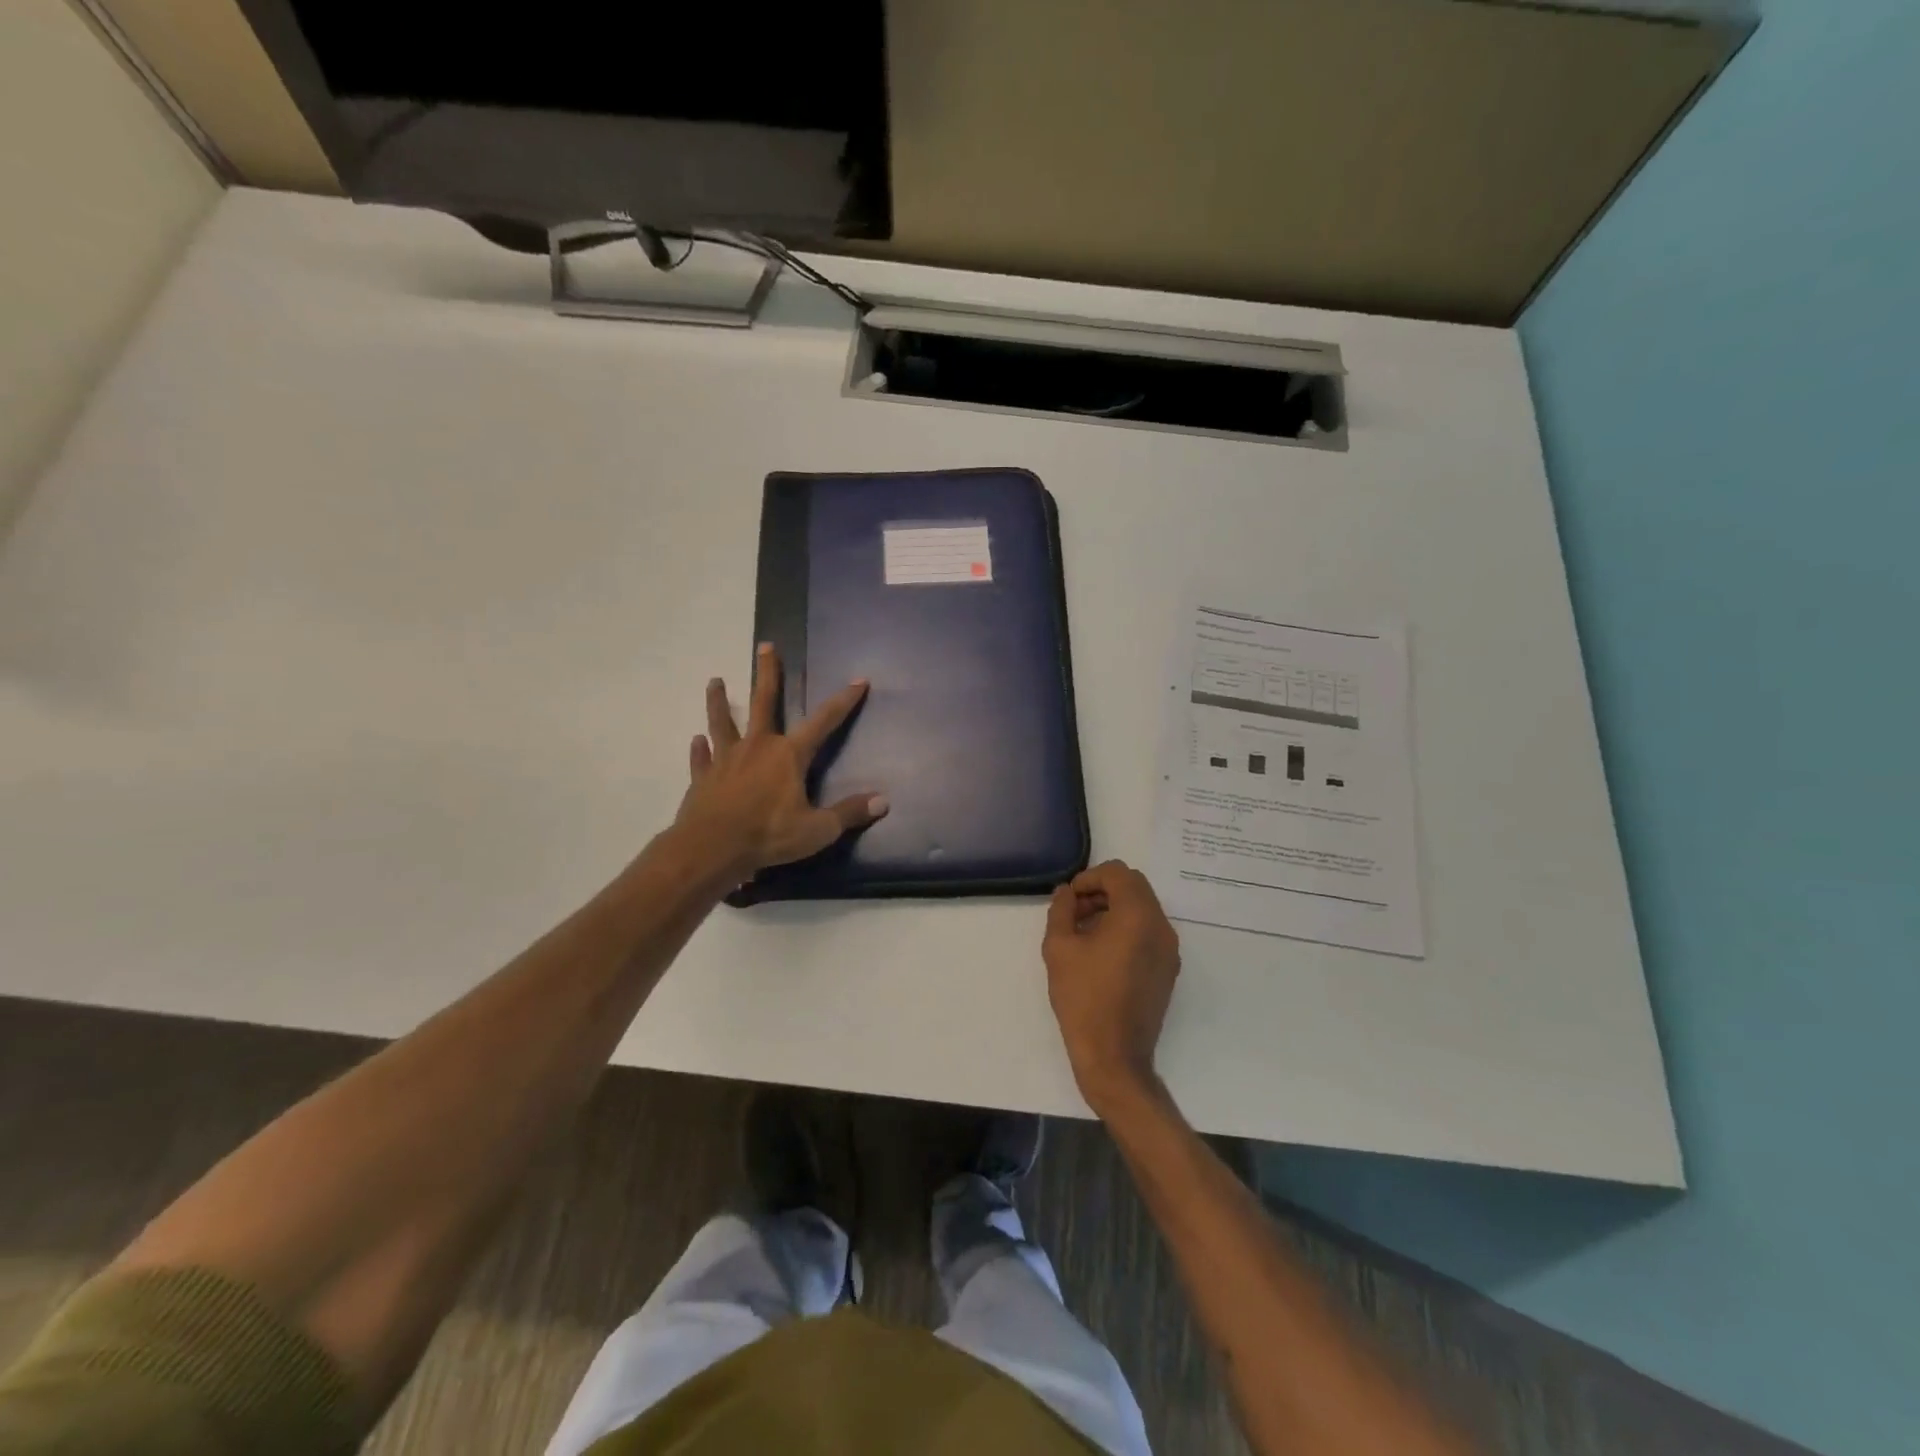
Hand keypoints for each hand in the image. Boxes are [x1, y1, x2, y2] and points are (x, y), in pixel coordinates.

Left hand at [675, 644, 888, 878]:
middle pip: (763, 702)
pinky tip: (696, 740)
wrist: (711, 849)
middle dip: (767, 673)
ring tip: (715, 681)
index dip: (843, 701)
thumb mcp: (818, 830)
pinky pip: (702, 758)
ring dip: (720, 702)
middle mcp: (757, 747)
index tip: (858, 680)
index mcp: (789, 755)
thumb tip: (884, 801)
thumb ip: (849, 813)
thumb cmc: (769, 836)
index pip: (823, 721)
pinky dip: (700, 749)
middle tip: (765, 646)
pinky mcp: (702, 778)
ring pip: (723, 722)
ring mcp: (726, 760)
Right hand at [1042, 860, 1181, 1111]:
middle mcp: (1161, 926)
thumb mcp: (1059, 948)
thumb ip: (1062, 910)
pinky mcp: (1168, 969)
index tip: (1069, 898)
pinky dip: (1127, 927)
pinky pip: (1149, 931)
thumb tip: (1067, 893)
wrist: (1114, 1056)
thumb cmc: (1083, 998)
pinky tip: (1101, 953)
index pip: (1118, 873)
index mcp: (1138, 916)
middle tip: (1075, 912)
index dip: (1090, 877)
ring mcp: (1169, 949)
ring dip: (1114, 908)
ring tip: (1084, 932)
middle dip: (1103, 890)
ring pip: (1143, 908)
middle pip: (1134, 887)